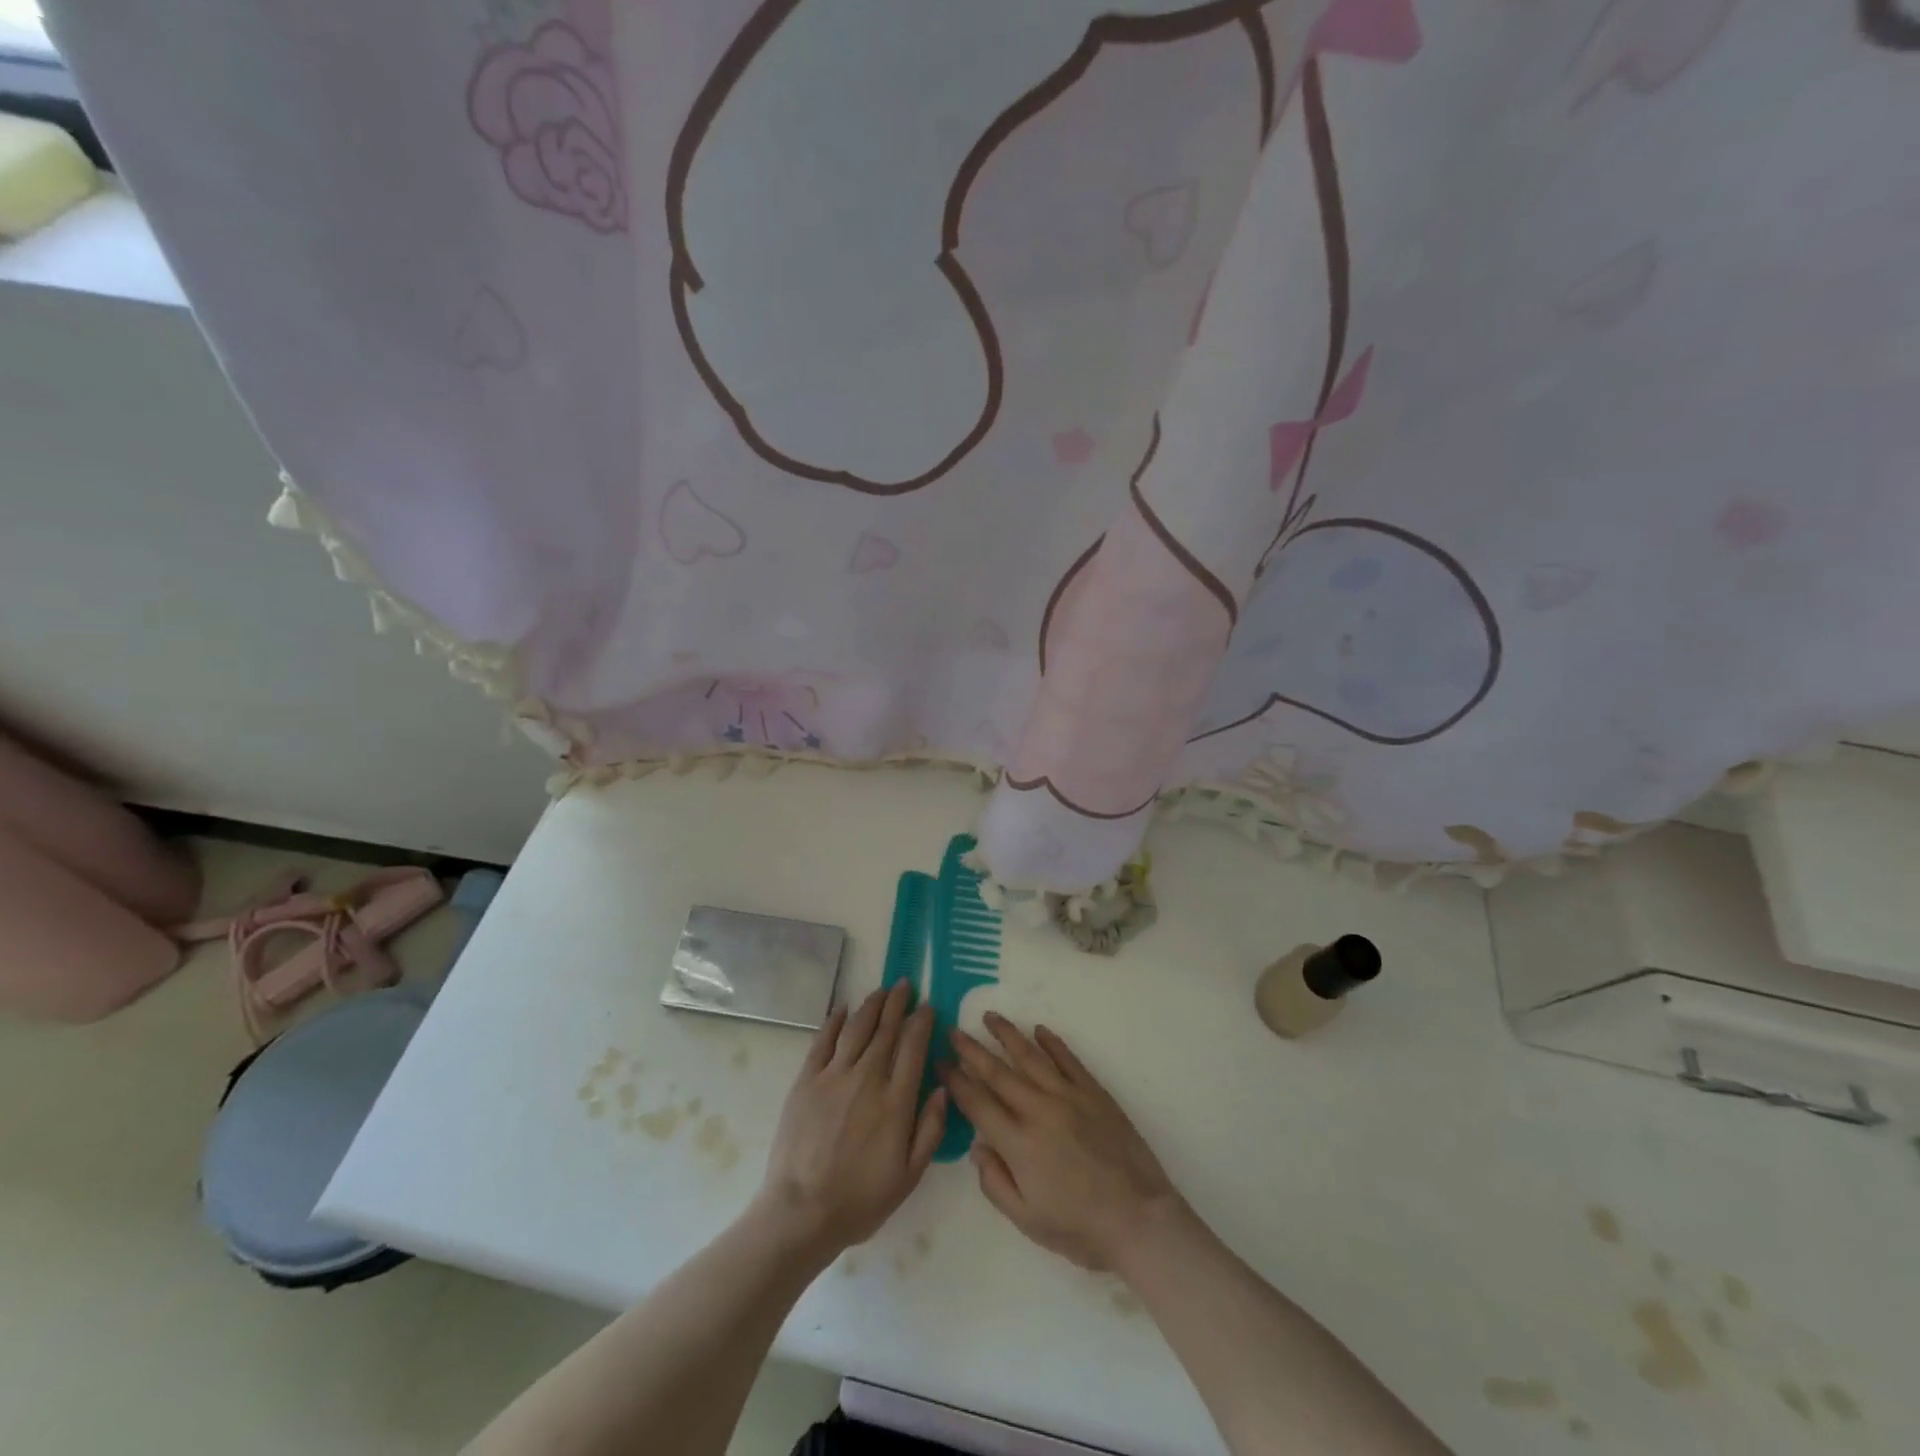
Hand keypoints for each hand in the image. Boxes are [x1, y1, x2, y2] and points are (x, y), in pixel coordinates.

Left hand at [752, 983, 946, 1260]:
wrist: (801, 1211)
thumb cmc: (860, 1199)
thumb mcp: (909, 1175)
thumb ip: (930, 1129)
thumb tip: (942, 1087)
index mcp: (896, 1101)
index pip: (913, 1047)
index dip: (921, 1022)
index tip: (928, 1005)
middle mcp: (867, 1078)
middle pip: (886, 1029)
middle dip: (898, 1003)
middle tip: (905, 984)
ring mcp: (834, 1076)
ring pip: (857, 1028)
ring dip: (872, 1005)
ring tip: (881, 990)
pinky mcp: (806, 1080)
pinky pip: (823, 1041)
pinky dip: (835, 1021)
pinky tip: (843, 1009)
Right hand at [942, 1012, 1184, 1273]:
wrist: (1139, 1220)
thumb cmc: (1079, 1229)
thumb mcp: (1026, 1220)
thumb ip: (995, 1182)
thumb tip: (977, 1146)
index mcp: (1018, 1143)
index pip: (977, 1103)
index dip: (956, 1080)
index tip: (941, 1062)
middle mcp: (1039, 1110)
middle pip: (998, 1072)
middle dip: (972, 1050)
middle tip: (954, 1031)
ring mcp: (1068, 1097)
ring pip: (1031, 1057)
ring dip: (1008, 1035)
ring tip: (990, 1016)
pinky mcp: (1094, 1093)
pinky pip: (1068, 1060)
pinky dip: (1053, 1043)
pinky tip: (1039, 1031)